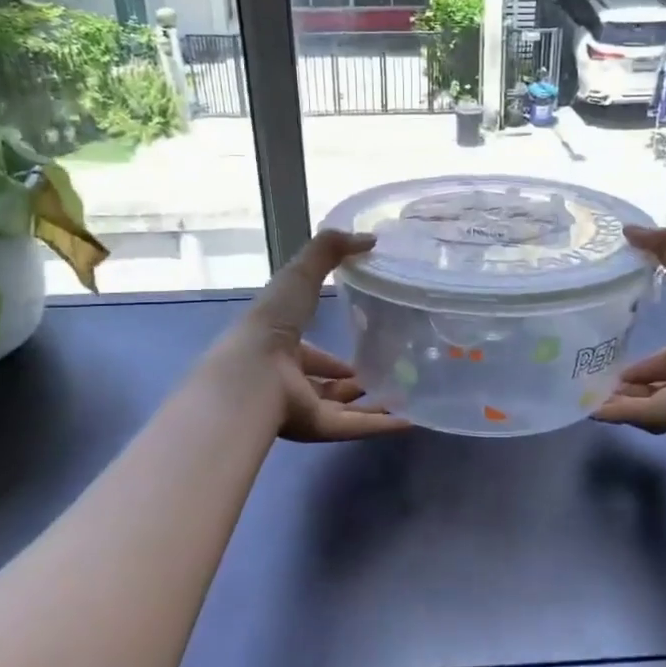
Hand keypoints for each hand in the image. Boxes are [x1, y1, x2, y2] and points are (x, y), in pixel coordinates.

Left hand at [234, 229, 411, 442]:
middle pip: (325, 384)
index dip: (331, 353)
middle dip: (352, 380)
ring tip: (406, 395)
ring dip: (372, 403)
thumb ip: (329, 250)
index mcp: (278, 346)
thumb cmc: (274, 322)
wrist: (254, 374)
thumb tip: (370, 238)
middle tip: (388, 371)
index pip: (309, 351)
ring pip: (342, 408)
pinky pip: (354, 427)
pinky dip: (381, 425)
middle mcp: (287, 379)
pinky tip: (410, 421)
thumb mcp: (301, 273)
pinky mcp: (317, 428)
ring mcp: (301, 407)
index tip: (361, 346)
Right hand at [596, 226, 665, 432]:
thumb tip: (627, 229)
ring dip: (615, 399)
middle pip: (653, 383)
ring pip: (641, 401)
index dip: (642, 359)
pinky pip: (635, 415)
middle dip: (626, 381)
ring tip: (582, 392)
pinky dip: (612, 413)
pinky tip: (588, 409)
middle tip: (593, 373)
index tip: (615, 353)